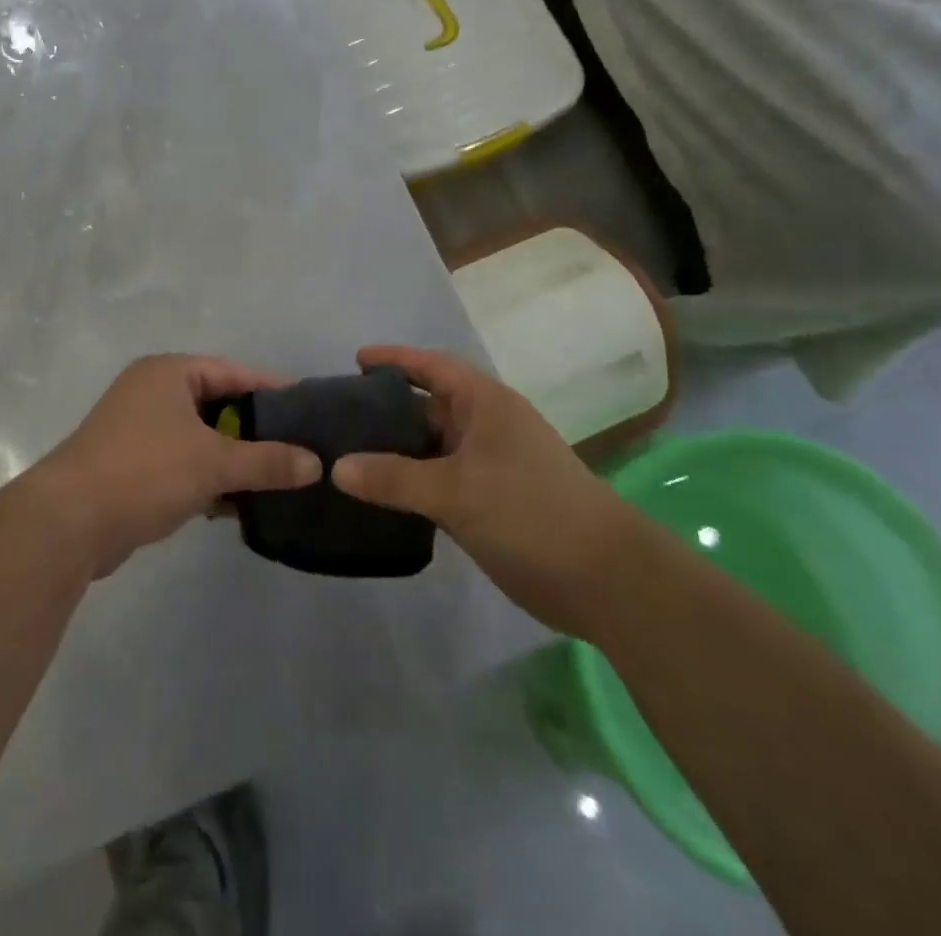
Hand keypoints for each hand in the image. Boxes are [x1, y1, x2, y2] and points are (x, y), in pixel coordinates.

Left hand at [32, 355, 322, 577]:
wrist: (68, 522)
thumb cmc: (145, 471)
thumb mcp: (213, 463)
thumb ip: (267, 461)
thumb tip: (316, 463)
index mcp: (168, 373)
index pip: (233, 372)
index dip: (272, 390)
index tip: (309, 409)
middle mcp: (151, 392)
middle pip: (217, 405)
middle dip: (254, 430)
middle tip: (298, 449)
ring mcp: (137, 429)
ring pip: (199, 438)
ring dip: (231, 459)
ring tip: (276, 479)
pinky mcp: (130, 465)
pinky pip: (181, 463)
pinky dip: (206, 479)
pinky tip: (236, 505)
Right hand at [332, 345, 635, 633]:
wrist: (604, 580)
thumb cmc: (530, 512)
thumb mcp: (455, 490)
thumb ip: (393, 478)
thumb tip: (336, 467)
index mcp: (484, 404)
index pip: (431, 367)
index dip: (394, 359)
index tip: (355, 360)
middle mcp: (485, 427)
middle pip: (426, 407)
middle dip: (385, 409)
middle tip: (337, 416)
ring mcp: (488, 466)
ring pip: (430, 449)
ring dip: (395, 452)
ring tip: (346, 455)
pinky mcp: (488, 502)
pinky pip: (438, 482)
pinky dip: (410, 484)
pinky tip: (378, 496)